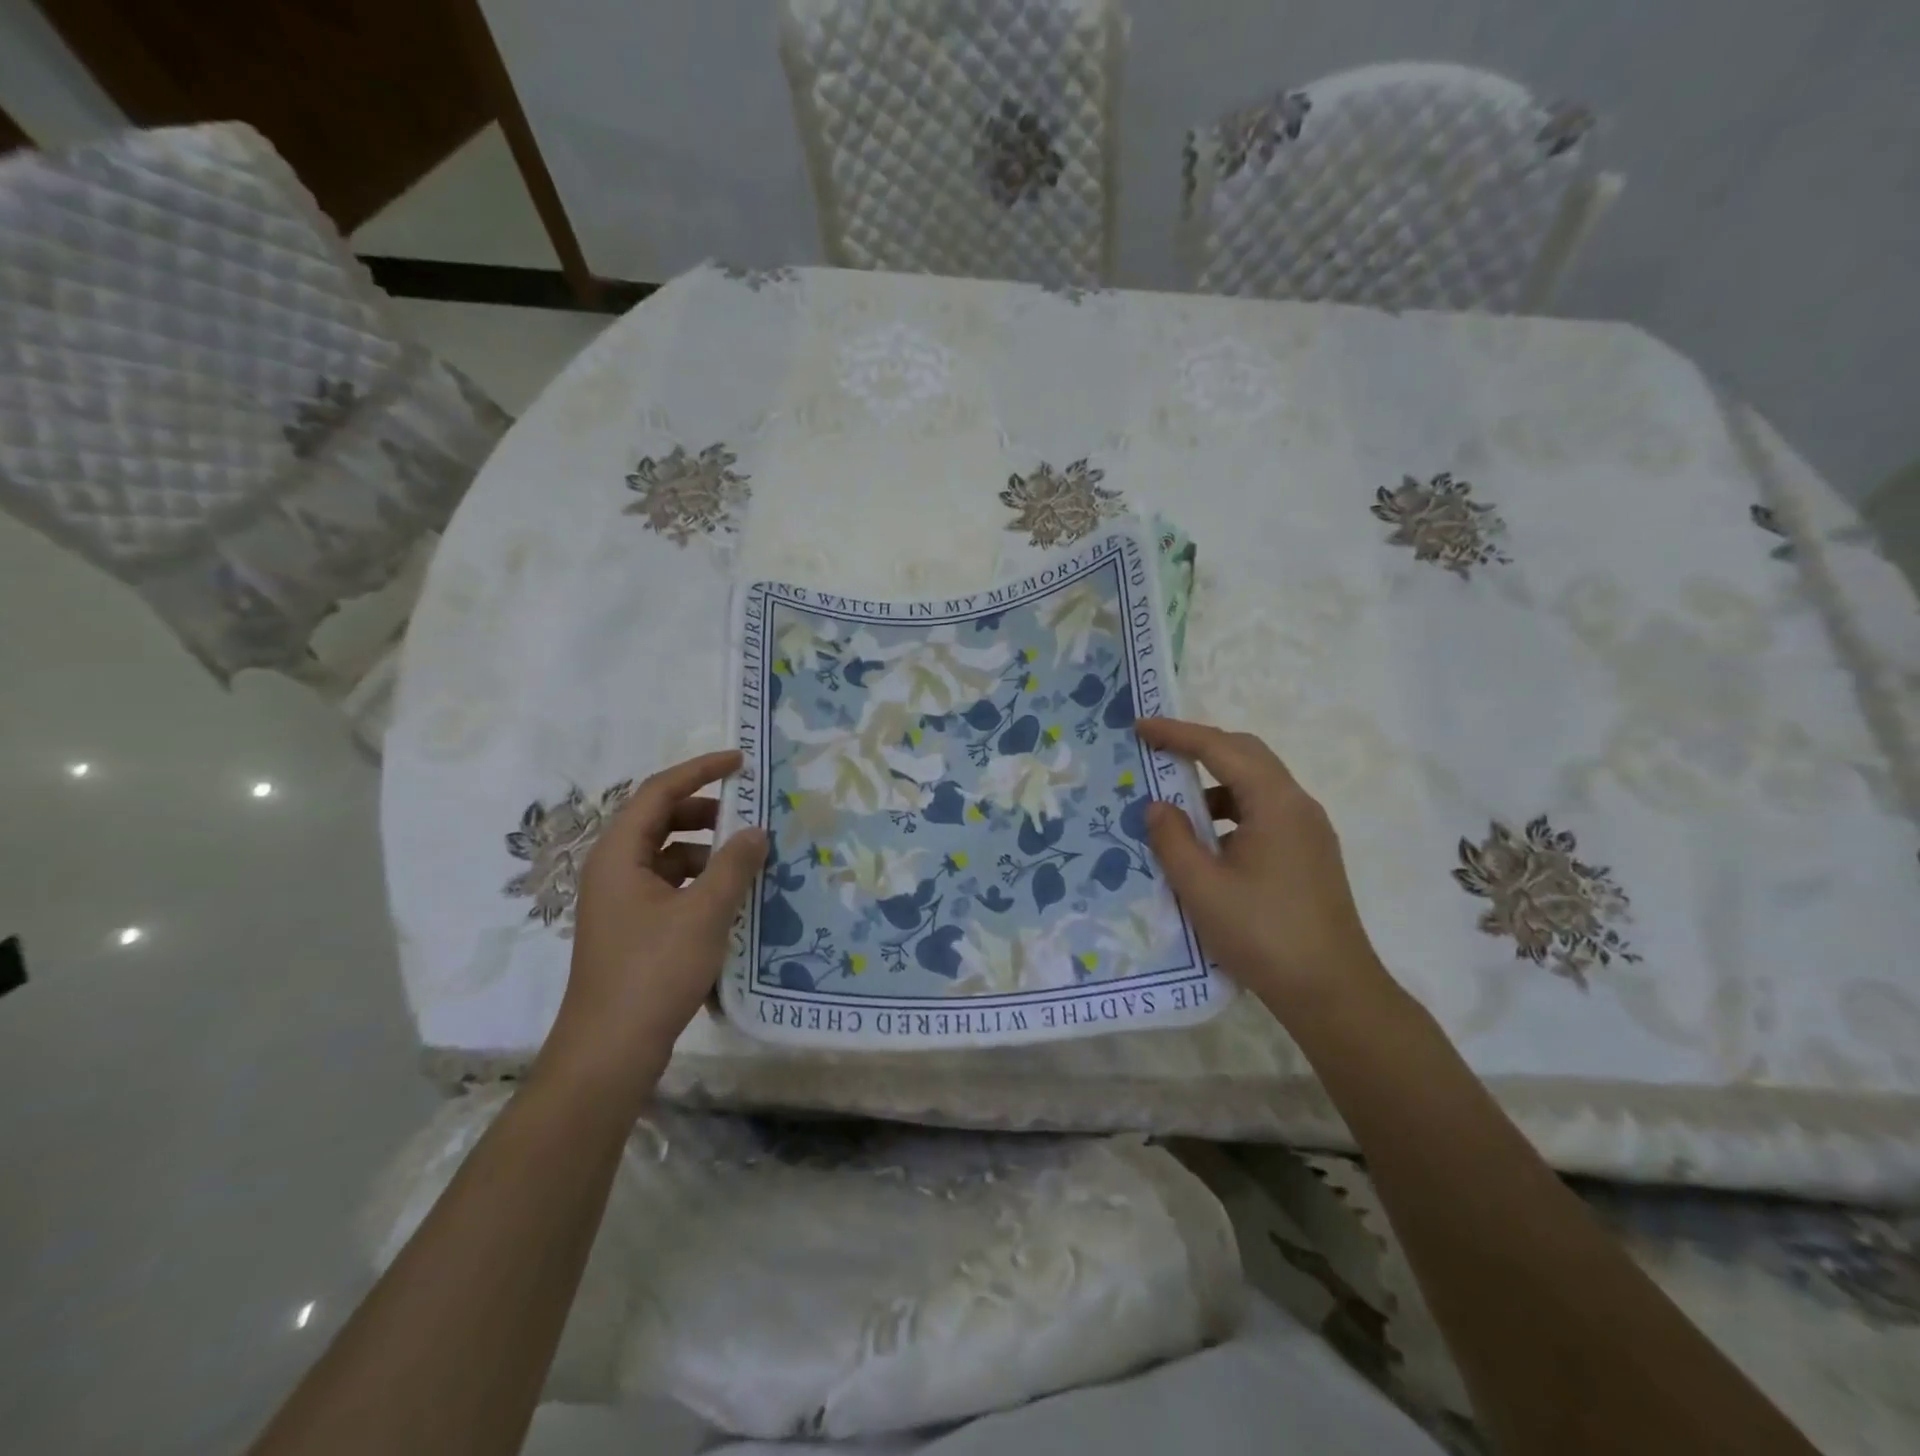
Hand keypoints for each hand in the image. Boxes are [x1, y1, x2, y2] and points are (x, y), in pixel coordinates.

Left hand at [537, 750, 766, 1105]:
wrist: (610, 1050)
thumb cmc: (654, 971)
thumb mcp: (704, 912)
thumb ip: (733, 865)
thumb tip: (755, 831)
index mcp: (619, 854)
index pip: (659, 792)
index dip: (700, 770)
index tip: (740, 762)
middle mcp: (613, 869)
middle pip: (660, 820)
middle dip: (705, 811)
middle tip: (747, 814)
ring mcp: (621, 901)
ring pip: (666, 855)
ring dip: (705, 850)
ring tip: (747, 860)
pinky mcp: (633, 929)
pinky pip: (669, 886)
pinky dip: (699, 881)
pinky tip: (730, 898)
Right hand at [1135, 718, 1389, 1013]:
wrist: (1332, 992)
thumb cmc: (1262, 934)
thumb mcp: (1202, 887)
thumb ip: (1172, 839)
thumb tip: (1157, 806)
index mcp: (1274, 803)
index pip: (1220, 749)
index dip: (1177, 734)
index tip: (1140, 726)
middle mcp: (1298, 806)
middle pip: (1246, 755)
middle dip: (1200, 747)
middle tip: (1157, 752)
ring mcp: (1309, 830)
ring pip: (1257, 784)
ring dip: (1215, 783)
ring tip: (1176, 805)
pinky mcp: (1310, 854)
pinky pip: (1265, 812)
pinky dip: (1232, 811)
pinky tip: (1208, 842)